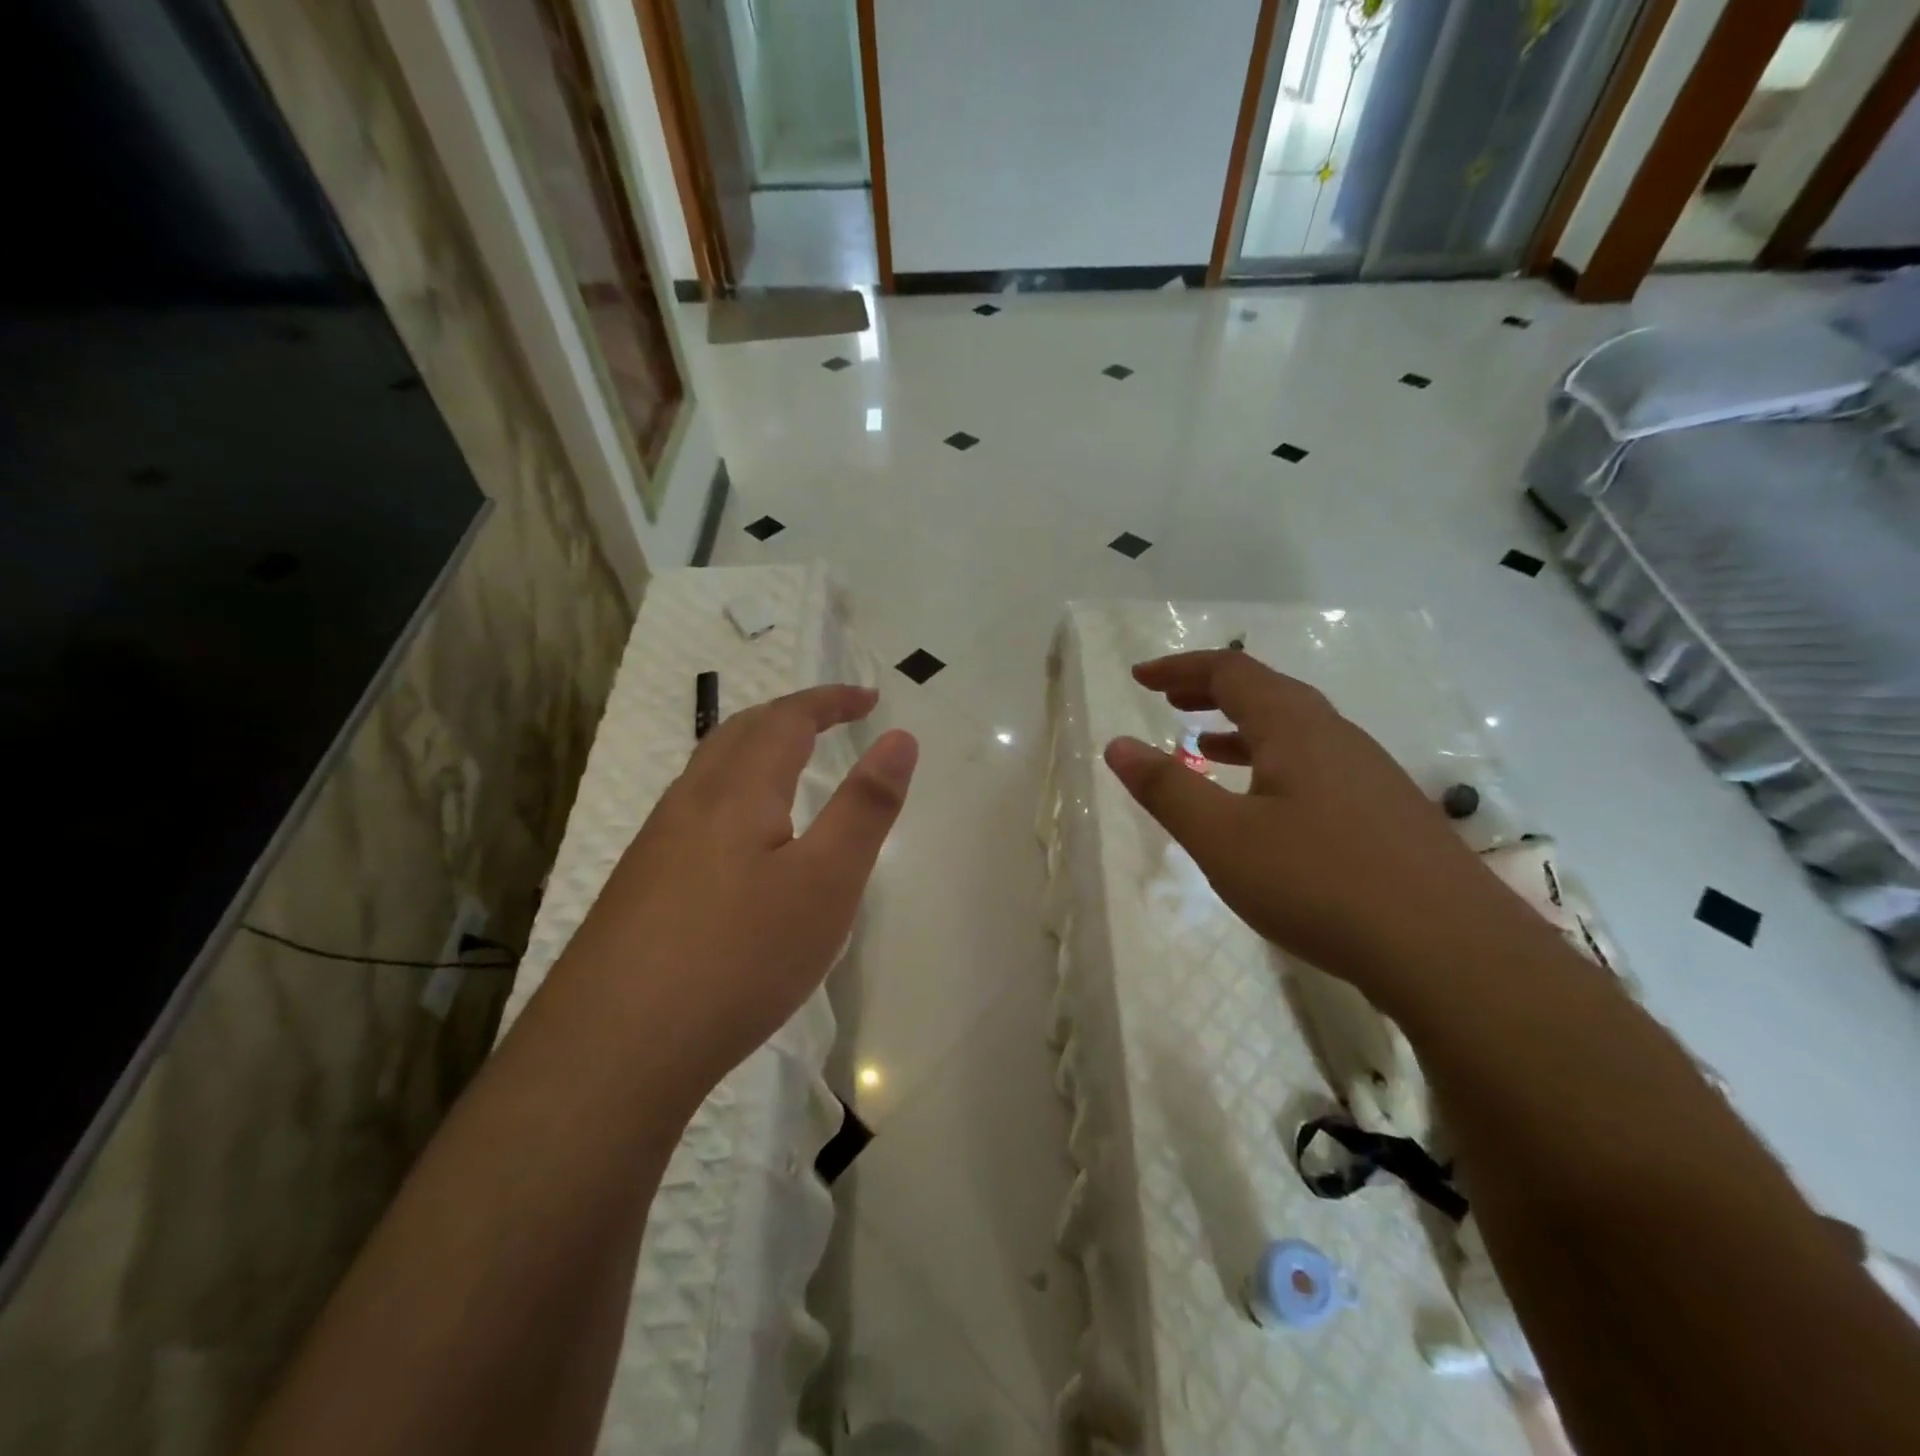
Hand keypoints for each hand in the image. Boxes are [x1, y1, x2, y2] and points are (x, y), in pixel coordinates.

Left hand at [559, 685, 916, 1096]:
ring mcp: (655, 845)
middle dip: (791, 715)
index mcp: (737, 791)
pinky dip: (732, 794)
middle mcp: (689, 803)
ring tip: (791, 767)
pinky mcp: (639, 887)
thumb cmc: (740, 956)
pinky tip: (739, 841)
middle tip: (833, 720)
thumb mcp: (827, 882)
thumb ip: (866, 807)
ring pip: (709, 772)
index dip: (830, 700)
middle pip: (739, 733)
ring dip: (755, 750)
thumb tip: (899, 738)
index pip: (787, 719)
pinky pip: (693, 812)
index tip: (869, 698)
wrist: (615, 1049)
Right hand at [1105, 651, 1533, 1006]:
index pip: (1230, 671)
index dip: (1180, 668)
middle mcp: (1335, 736)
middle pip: (1267, 692)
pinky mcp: (1385, 813)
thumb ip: (1167, 788)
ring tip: (1204, 746)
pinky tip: (1264, 805)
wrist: (1451, 951)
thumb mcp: (1223, 838)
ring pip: (1294, 731)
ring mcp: (1368, 774)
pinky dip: (1272, 764)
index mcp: (1295, 727)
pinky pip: (1315, 765)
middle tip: (1169, 700)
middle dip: (1211, 691)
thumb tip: (1116, 744)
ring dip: (1242, 728)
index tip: (1138, 678)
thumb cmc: (1320, 882)